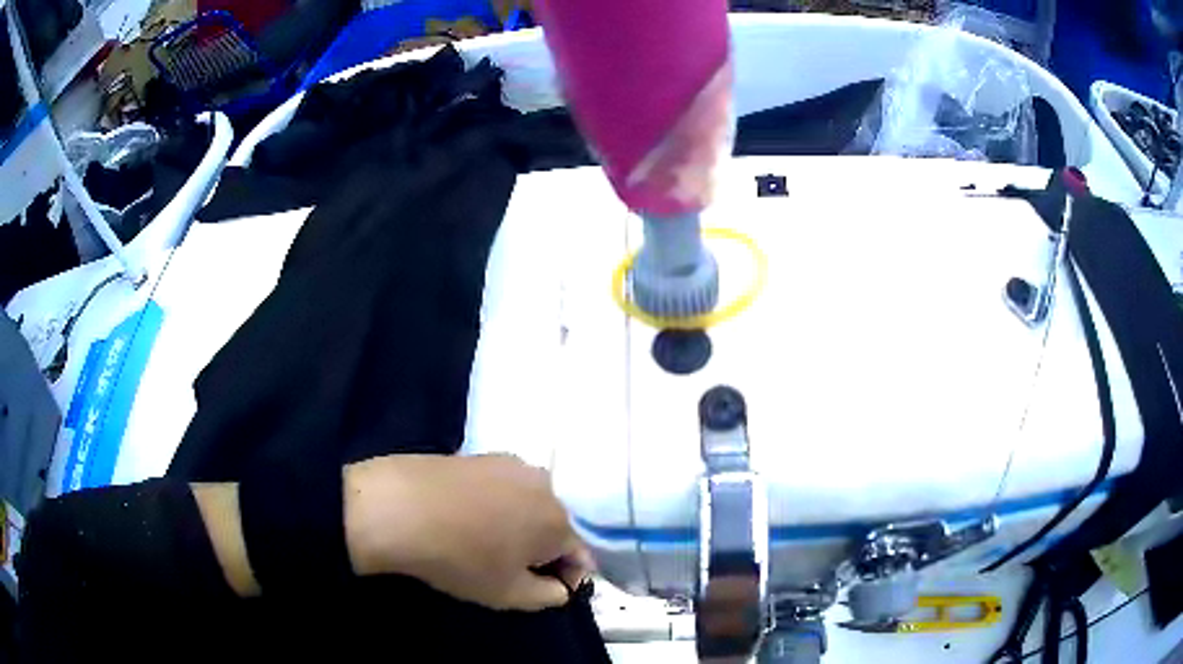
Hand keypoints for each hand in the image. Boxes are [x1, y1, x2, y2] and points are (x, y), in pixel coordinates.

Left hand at [344, 453, 591, 610]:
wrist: (400, 508)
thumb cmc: (461, 559)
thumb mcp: (509, 595)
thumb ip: (548, 596)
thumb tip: (560, 588)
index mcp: (560, 521)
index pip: (582, 556)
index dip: (567, 578)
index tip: (542, 590)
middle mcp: (546, 485)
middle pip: (558, 526)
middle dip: (544, 550)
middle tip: (511, 569)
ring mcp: (513, 464)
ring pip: (531, 504)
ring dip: (521, 525)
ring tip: (487, 542)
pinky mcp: (483, 454)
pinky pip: (505, 487)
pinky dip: (498, 504)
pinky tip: (468, 517)